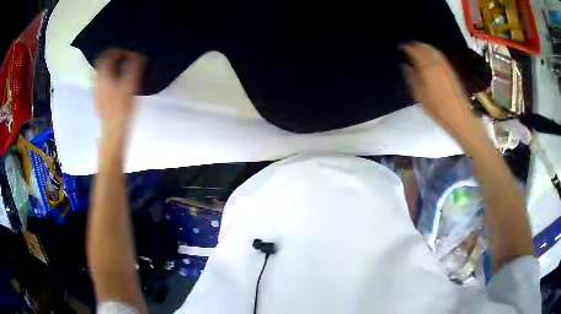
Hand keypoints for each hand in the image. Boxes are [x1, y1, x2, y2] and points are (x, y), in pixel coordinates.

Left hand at [94, 49, 145, 132]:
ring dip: (110, 68)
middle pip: (102, 62)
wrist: (112, 132)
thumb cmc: (121, 107)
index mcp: (103, 74)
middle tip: (125, 59)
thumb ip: (135, 66)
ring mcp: (96, 91)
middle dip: (113, 57)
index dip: (120, 50)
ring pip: (101, 73)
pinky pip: (101, 82)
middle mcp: (97, 80)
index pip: (108, 53)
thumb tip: (139, 54)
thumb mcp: (131, 84)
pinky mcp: (98, 100)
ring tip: (122, 70)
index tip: (130, 53)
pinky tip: (116, 84)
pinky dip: (108, 78)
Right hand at [401, 42, 480, 144]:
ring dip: (423, 46)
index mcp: (427, 68)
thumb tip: (404, 65)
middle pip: (424, 47)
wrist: (459, 116)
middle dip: (415, 45)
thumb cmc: (437, 109)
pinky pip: (439, 55)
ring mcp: (445, 65)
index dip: (406, 47)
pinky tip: (430, 55)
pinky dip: (432, 51)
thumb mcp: (420, 96)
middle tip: (407, 46)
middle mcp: (436, 63)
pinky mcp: (451, 69)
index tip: (399, 47)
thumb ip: (411, 78)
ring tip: (417, 48)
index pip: (414, 51)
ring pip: (432, 49)